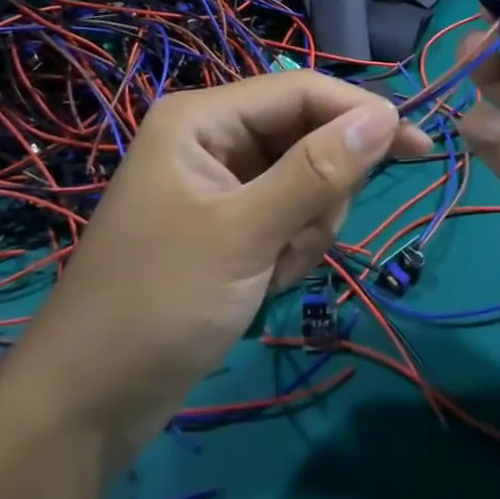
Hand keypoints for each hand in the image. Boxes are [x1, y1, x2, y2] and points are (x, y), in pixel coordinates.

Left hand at [11, 72, 428, 465]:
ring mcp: (220, 183)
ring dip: (306, 228)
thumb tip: (384, 115)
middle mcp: (212, 138)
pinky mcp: (227, 224)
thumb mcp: (244, 235)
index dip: (358, 112)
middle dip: (319, 192)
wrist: (84, 408)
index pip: (300, 91)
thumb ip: (316, 172)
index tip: (415, 145)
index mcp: (203, 118)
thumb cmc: (157, 304)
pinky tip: (265, 284)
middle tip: (302, 241)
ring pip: (303, 180)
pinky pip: (286, 215)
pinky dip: (290, 248)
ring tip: (273, 272)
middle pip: (305, 136)